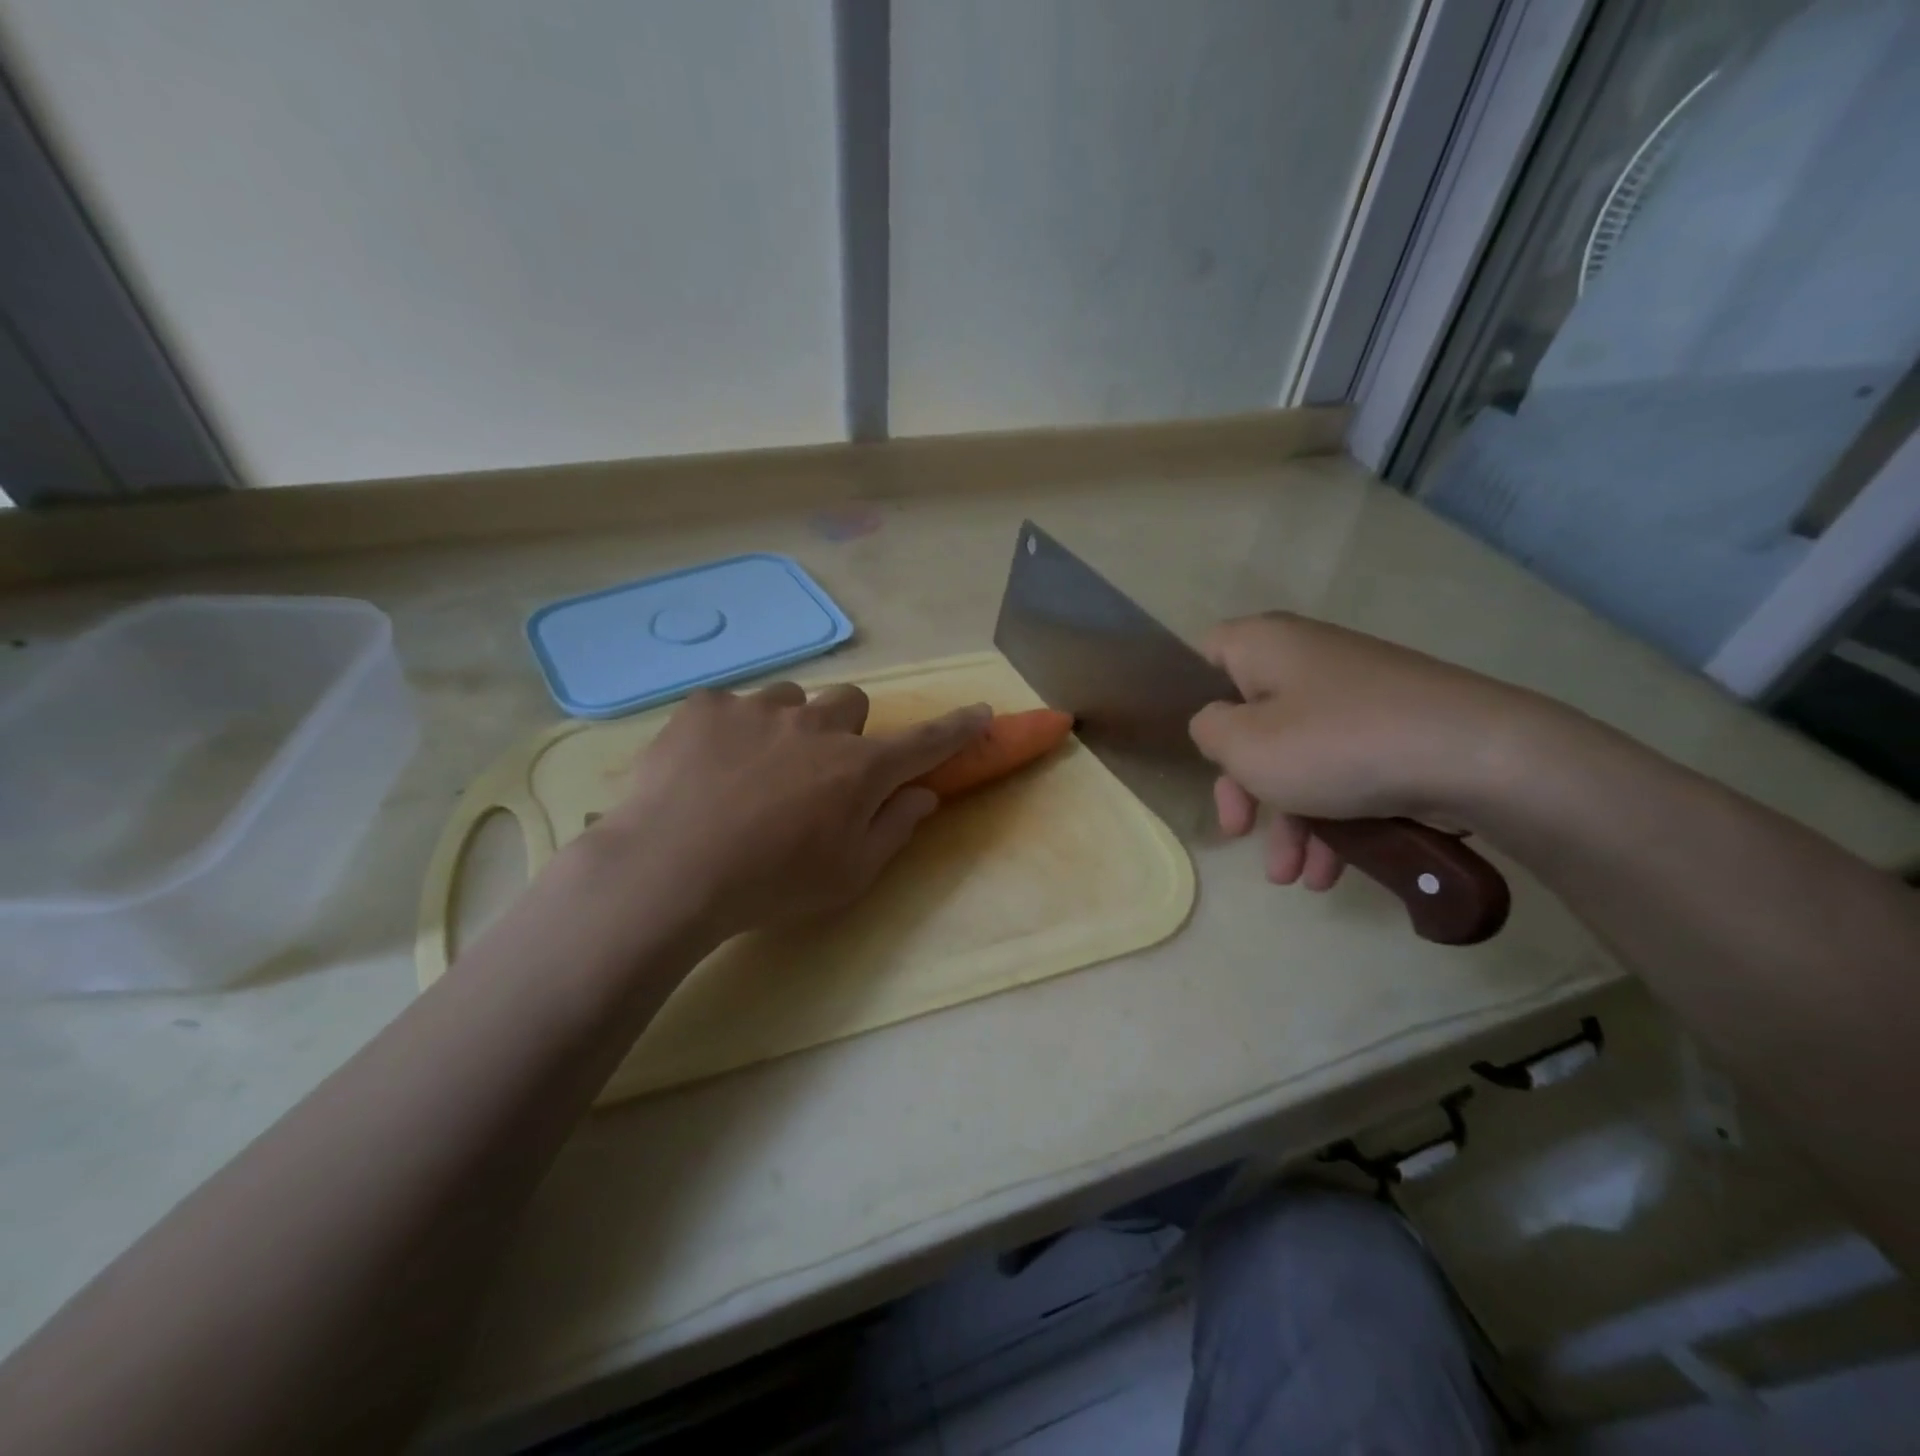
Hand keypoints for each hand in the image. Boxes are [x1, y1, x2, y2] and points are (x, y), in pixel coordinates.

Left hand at [592, 681, 990, 940]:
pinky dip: (730, 731)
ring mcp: (758, 708)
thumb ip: (894, 828)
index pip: (925, 741)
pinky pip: (732, 705)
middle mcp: (817, 724)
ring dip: (787, 726)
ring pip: (791, 700)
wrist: (669, 871)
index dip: (958, 728)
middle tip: (818, 770)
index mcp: (859, 768)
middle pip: (851, 703)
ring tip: (752, 772)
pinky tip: (705, 770)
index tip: (981, 712)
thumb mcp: (848, 874)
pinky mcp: (706, 706)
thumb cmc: (771, 884)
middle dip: (845, 730)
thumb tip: (922, 795)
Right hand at [1188, 614, 1541, 890]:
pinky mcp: (1393, 730)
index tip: (1196, 748)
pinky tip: (1333, 870)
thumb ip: (1209, 732)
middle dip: (1243, 787)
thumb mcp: (1245, 745)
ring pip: (1299, 756)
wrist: (1480, 757)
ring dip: (1289, 820)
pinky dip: (1332, 816)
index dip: (1190, 697)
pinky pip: (1343, 770)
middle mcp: (1308, 661)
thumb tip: (1218, 725)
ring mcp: (1356, 696)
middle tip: (1238, 830)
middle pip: (1251, 720)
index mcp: (1266, 646)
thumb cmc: (1337, 744)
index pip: (1207, 653)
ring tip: (1293, 878)